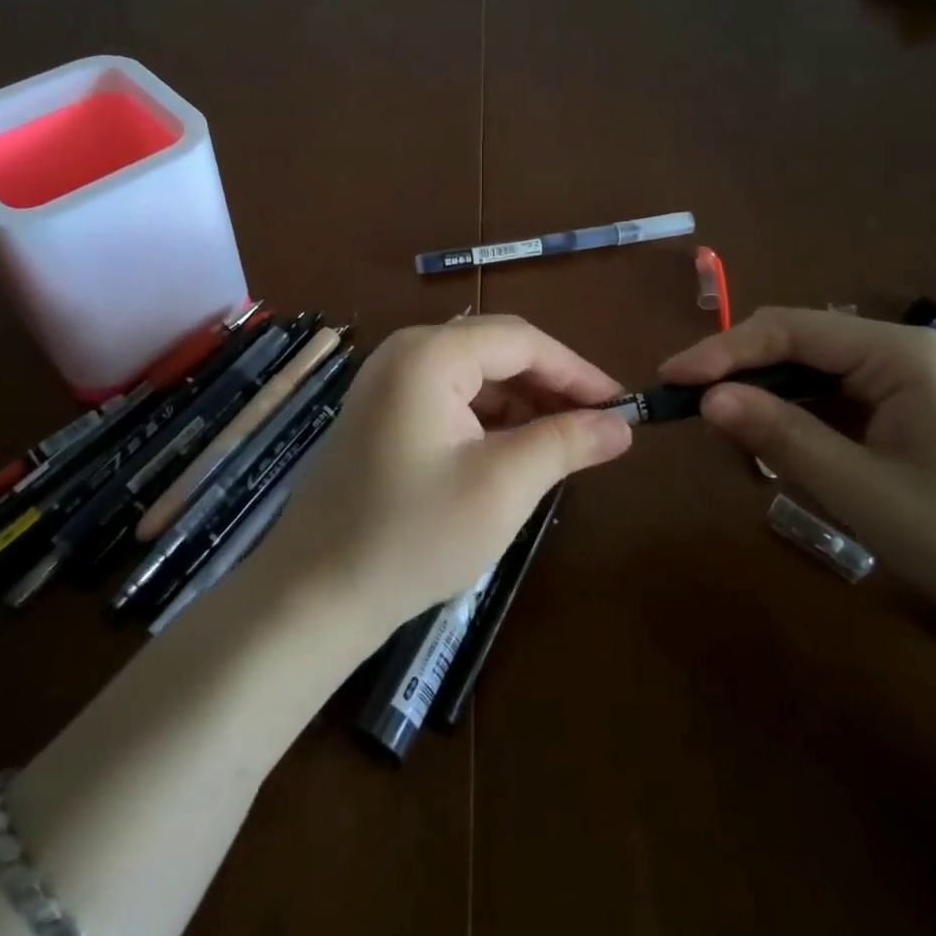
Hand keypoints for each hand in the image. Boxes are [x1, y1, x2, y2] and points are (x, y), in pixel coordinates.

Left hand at [253, 315, 632, 644]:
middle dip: (550, 385)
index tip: (622, 404)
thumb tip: (622, 425)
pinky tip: (513, 452)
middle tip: (598, 424)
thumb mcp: (502, 487)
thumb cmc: (412, 536)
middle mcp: (405, 353)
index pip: (521, 340)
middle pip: (496, 351)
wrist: (313, 595)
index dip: (576, 370)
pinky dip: (489, 419)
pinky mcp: (382, 413)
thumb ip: (565, 444)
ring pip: (474, 376)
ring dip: (522, 403)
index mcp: (429, 354)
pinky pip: (449, 398)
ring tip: (563, 442)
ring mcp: (388, 382)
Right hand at [661, 307, 935, 636]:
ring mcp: (907, 380)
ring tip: (727, 431)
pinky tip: (778, 446)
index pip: (790, 331)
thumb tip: (707, 398)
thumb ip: (782, 436)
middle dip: (740, 371)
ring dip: (765, 396)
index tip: (671, 377)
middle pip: (798, 343)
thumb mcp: (861, 490)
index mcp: (899, 353)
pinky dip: (796, 417)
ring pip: (811, 371)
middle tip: (688, 405)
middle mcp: (901, 351)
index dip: (724, 350)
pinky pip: (833, 398)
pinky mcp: (907, 410)